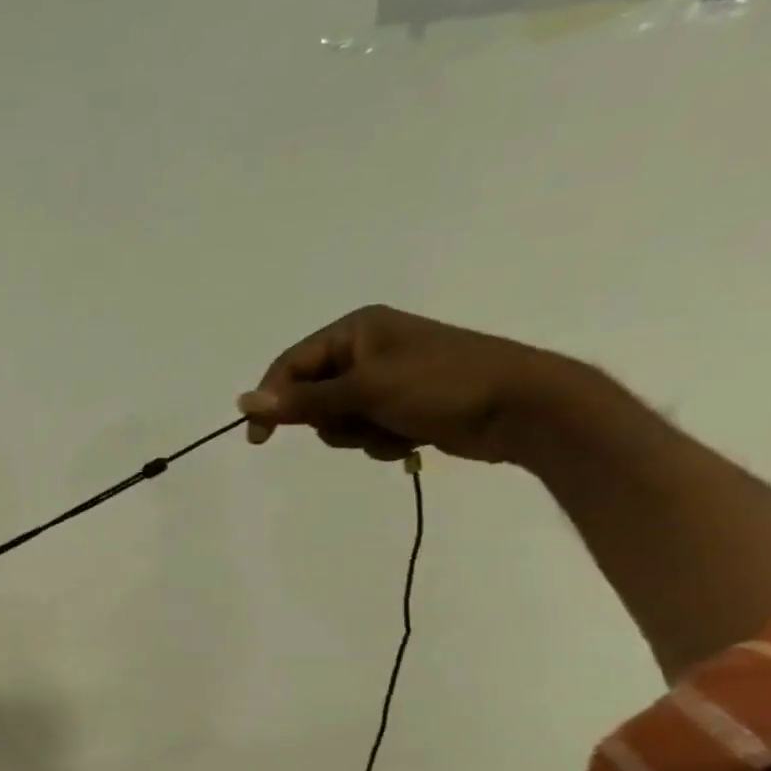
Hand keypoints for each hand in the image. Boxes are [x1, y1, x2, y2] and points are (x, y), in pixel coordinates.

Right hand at [237, 305, 576, 463]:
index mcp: (357, 330)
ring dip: (356, 433)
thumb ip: (301, 401)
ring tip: (391, 431)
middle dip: (329, 419)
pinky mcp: (404, 406)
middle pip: (310, 394)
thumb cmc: (443, 386)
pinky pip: (365, 429)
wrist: (528, 409)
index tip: (260, 438)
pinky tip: (410, 438)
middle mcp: (368, 349)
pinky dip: (379, 440)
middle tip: (355, 423)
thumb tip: (242, 403)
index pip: (290, 365)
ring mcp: (387, 379)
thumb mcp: (364, 391)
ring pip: (336, 418)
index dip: (271, 400)